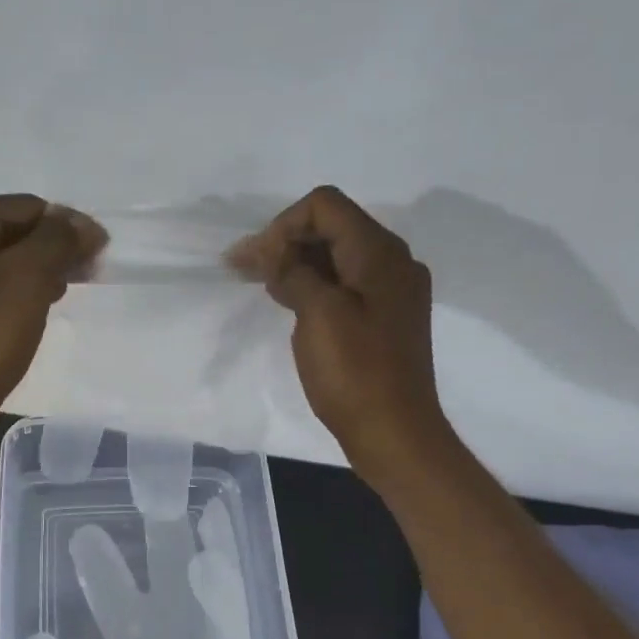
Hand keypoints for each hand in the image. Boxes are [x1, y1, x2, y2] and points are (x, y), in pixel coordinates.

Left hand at [0, 194, 105, 447]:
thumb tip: (84, 226)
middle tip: (84, 275)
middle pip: (9, 230)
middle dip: (50, 249)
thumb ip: (60, 240)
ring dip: (34, 270)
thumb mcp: (30, 277)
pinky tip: (33, 310)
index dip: (67, 228)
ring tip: (61, 295)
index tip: (96, 255)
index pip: (25, 207)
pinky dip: (12, 290)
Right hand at [229, 186, 444, 486]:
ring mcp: (391, 292)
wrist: (394, 432)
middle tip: (244, 270)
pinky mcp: (385, 318)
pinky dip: (315, 286)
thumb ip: (294, 271)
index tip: (256, 262)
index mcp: (380, 253)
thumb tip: (273, 250)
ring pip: (337, 258)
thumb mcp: (318, 314)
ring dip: (297, 264)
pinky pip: (346, 285)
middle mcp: (392, 262)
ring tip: (262, 286)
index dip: (283, 225)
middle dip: (286, 242)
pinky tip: (292, 305)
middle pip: (332, 228)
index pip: (325, 206)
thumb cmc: (355, 373)